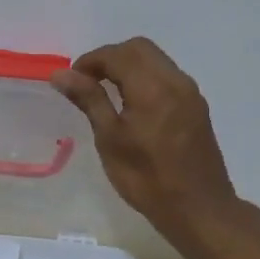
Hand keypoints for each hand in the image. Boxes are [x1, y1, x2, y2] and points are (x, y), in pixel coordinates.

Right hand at [50, 37, 239, 248]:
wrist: (198, 209)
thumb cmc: (147, 178)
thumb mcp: (109, 139)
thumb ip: (89, 99)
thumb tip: (61, 74)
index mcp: (153, 87)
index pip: (118, 54)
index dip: (90, 61)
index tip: (71, 80)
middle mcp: (176, 81)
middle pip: (140, 49)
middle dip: (110, 58)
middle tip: (87, 83)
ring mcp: (190, 93)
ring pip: (156, 61)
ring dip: (128, 67)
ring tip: (107, 93)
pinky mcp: (196, 107)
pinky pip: (167, 77)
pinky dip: (145, 79)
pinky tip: (132, 106)